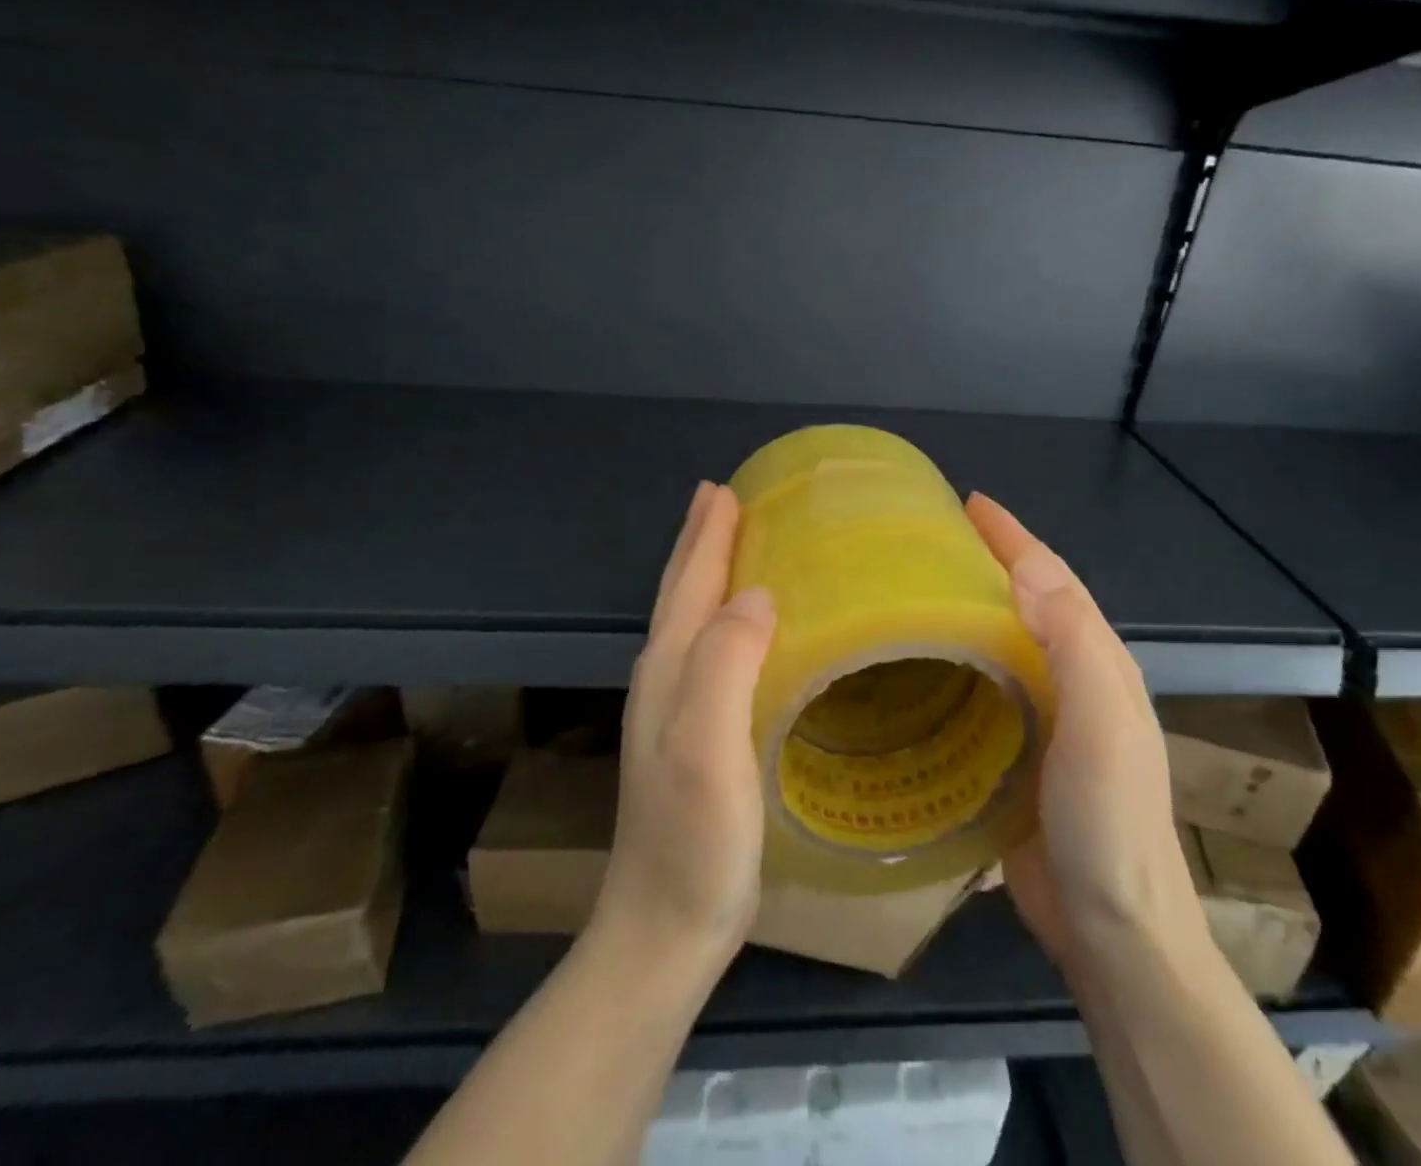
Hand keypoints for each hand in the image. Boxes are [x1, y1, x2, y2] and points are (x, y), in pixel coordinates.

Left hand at [592, 481, 776, 975]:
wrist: (663, 930)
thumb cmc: (694, 840)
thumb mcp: (707, 746)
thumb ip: (725, 663)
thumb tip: (757, 594)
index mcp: (669, 668)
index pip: (688, 582)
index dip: (708, 534)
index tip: (726, 488)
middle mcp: (664, 678)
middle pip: (681, 592)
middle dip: (702, 541)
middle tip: (725, 497)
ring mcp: (674, 710)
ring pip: (692, 618)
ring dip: (709, 574)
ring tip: (733, 543)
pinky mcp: (693, 736)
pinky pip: (710, 650)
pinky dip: (723, 618)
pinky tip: (744, 627)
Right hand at [965, 494, 1206, 970]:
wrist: (1113, 931)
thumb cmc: (1108, 821)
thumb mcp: (1101, 723)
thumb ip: (1073, 644)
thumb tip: (1026, 568)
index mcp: (1097, 662)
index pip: (1052, 579)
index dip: (1013, 537)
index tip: (968, 503)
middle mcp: (1074, 681)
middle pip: (1026, 603)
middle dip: (986, 562)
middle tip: (929, 540)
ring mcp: (1046, 720)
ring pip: (1003, 643)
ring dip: (969, 608)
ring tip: (917, 590)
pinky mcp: (1017, 754)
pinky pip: (984, 688)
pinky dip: (958, 662)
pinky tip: (923, 667)